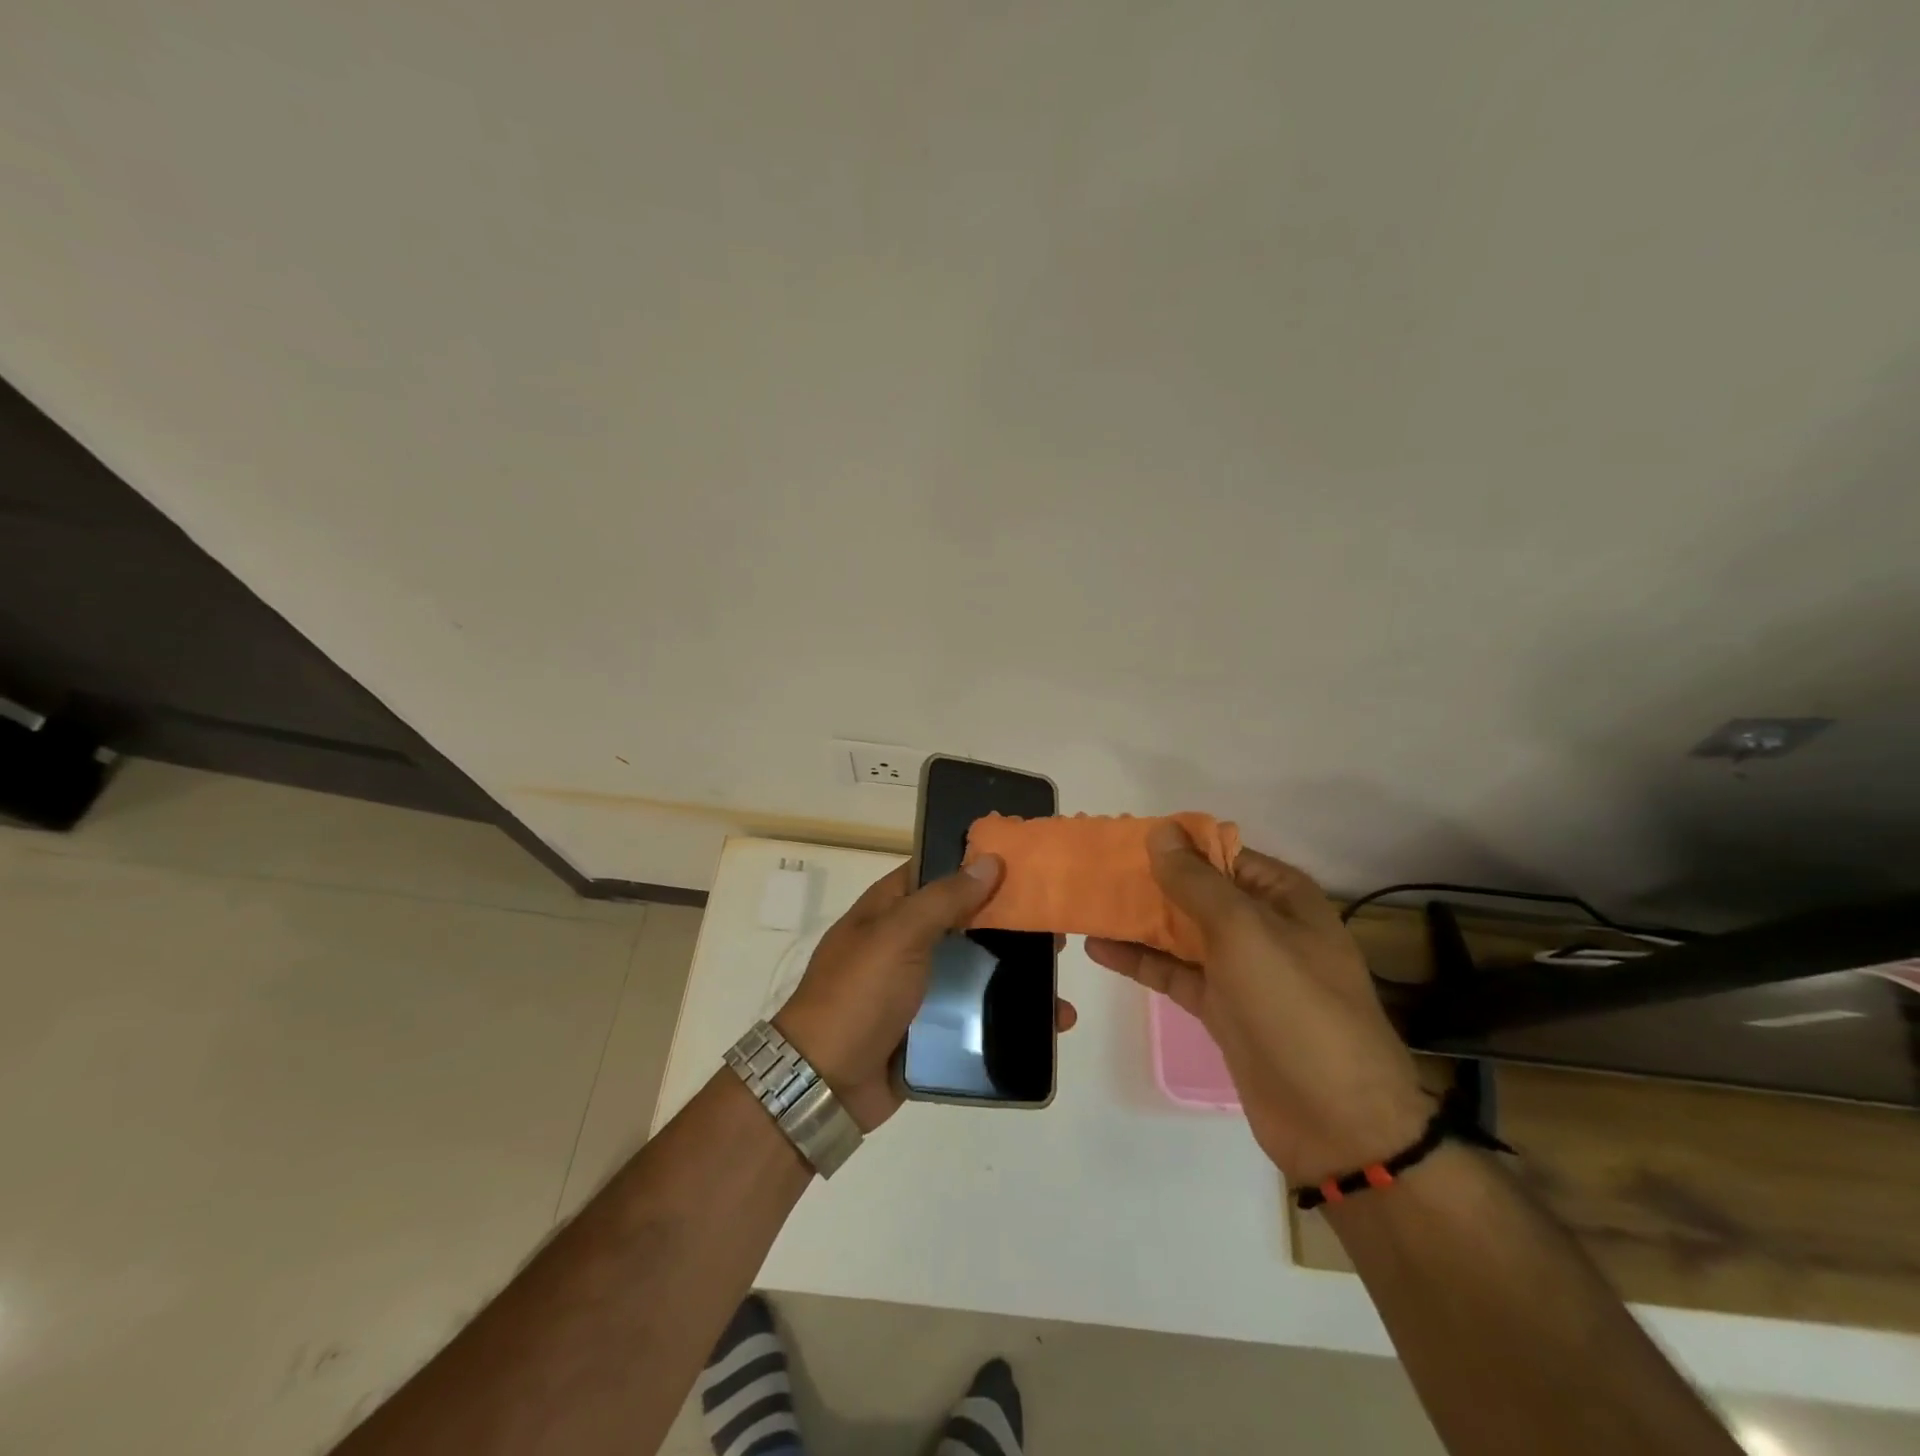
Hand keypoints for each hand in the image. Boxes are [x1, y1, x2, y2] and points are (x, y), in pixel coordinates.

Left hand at [776, 857, 1078, 1132]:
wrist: (825, 1084)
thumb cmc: (858, 995)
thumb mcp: (898, 935)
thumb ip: (944, 898)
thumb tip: (990, 861)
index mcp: (889, 908)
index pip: (938, 870)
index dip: (977, 863)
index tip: (1026, 863)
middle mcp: (905, 941)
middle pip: (965, 920)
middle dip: (1008, 921)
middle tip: (1055, 923)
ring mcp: (919, 986)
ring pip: (976, 967)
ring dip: (1017, 971)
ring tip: (1060, 975)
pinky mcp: (932, 1027)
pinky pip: (976, 1012)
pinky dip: (1009, 1013)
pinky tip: (1050, 1020)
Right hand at [1086, 823, 1428, 1185]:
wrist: (1336, 1121)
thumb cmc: (1295, 1007)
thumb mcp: (1244, 931)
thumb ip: (1196, 881)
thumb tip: (1161, 831)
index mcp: (1281, 896)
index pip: (1220, 853)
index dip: (1173, 844)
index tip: (1122, 839)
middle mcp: (1262, 925)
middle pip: (1196, 892)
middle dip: (1148, 881)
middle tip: (1092, 872)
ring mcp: (1241, 970)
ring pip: (1181, 932)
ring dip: (1137, 920)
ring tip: (1085, 905)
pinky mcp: (1221, 1007)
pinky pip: (1174, 972)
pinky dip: (1139, 960)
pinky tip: (1098, 948)